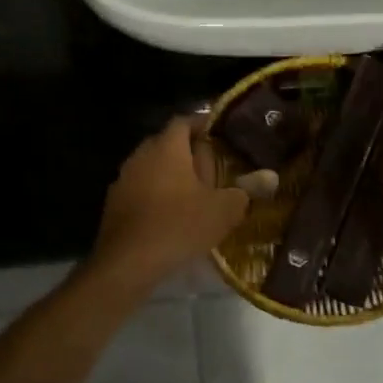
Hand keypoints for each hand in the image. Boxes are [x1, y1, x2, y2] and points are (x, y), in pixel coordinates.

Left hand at [88, 117, 255, 292]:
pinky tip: (170, 216)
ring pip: (152, 168)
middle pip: (166, 144)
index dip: (202, 124)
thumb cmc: (179, 225)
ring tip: (194, 194)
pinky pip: (140, 190)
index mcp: (166, 147)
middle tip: (212, 168)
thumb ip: (246, 191)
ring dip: (171, 176)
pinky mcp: (114, 204)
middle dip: (188, 153)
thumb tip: (268, 178)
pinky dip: (156, 196)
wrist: (128, 261)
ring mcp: (123, 179)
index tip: (221, 135)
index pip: (184, 121)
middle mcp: (140, 155)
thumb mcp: (223, 210)